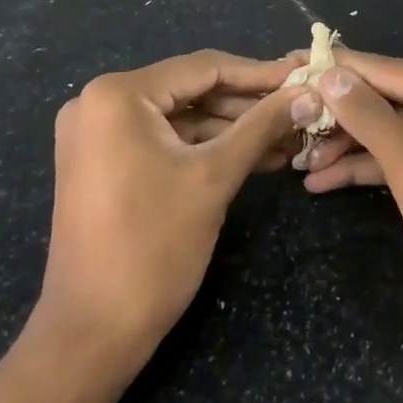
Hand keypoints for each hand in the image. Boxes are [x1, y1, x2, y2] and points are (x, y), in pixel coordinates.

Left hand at [29, 51, 302, 358]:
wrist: (92, 335)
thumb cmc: (153, 246)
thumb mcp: (215, 176)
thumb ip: (264, 125)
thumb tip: (310, 93)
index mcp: (117, 94)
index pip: (203, 68)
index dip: (259, 74)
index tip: (302, 78)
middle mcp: (99, 102)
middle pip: (192, 90)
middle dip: (248, 106)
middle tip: (300, 111)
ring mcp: (98, 134)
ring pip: (182, 117)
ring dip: (233, 129)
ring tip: (288, 138)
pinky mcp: (104, 162)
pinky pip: (165, 141)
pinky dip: (207, 148)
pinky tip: (256, 157)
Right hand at [301, 53, 402, 359]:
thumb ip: (369, 117)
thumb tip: (329, 72)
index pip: (382, 69)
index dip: (335, 68)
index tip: (287, 64)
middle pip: (382, 98)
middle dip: (336, 113)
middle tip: (282, 119)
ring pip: (386, 129)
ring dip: (344, 144)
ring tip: (294, 158)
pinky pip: (397, 158)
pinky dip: (364, 167)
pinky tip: (320, 181)